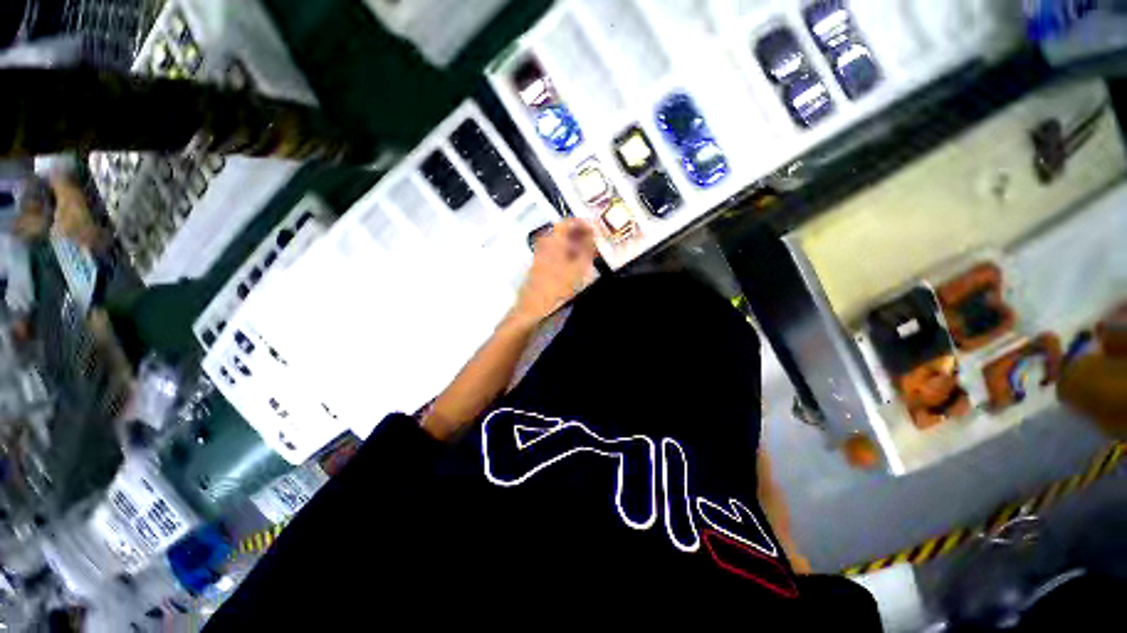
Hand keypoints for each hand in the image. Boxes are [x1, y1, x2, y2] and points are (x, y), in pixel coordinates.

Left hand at [509, 218, 595, 328]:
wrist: (533, 308)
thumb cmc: (556, 288)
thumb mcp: (578, 269)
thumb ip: (587, 251)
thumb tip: (593, 238)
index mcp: (553, 241)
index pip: (567, 222)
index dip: (582, 223)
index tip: (594, 228)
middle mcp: (544, 245)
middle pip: (562, 232)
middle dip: (579, 234)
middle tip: (593, 240)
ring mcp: (539, 256)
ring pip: (558, 243)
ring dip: (573, 244)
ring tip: (587, 253)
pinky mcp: (539, 267)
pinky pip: (554, 253)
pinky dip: (566, 254)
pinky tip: (575, 265)